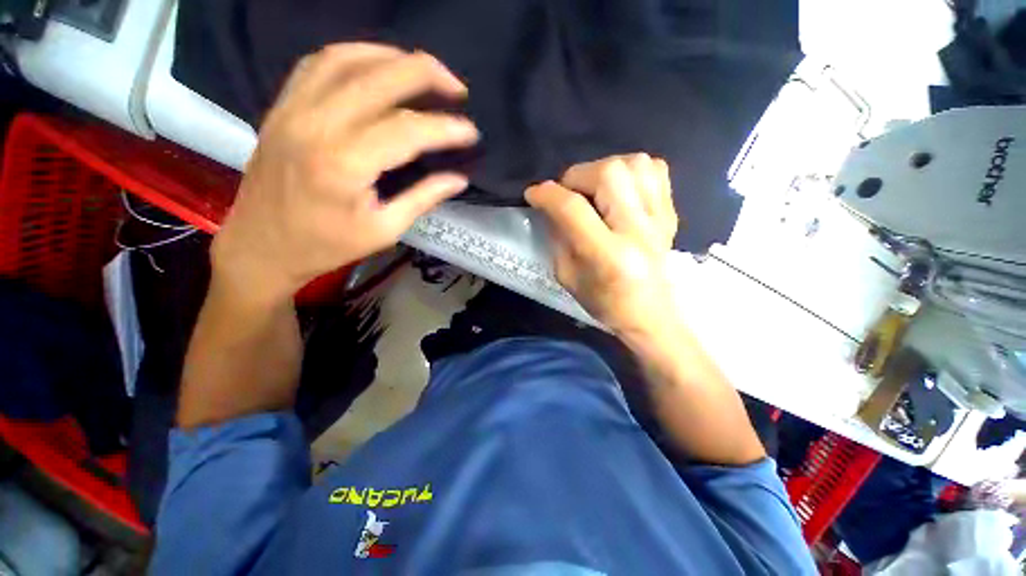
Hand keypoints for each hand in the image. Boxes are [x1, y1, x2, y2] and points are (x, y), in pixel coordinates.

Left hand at [212, 43, 479, 304]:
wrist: (261, 245)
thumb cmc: (326, 246)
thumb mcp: (384, 230)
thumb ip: (423, 199)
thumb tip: (458, 179)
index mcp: (345, 164)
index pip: (407, 130)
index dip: (445, 128)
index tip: (472, 133)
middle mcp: (317, 124)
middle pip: (379, 77)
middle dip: (427, 74)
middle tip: (457, 87)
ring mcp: (294, 109)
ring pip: (348, 58)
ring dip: (392, 56)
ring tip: (424, 71)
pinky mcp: (282, 106)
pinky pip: (319, 63)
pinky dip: (355, 55)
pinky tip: (378, 66)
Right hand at [526, 155, 678, 338]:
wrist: (651, 314)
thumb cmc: (604, 303)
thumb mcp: (568, 277)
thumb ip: (558, 237)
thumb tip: (551, 206)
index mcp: (608, 255)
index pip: (573, 209)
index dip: (547, 195)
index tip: (533, 194)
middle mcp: (637, 230)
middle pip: (608, 174)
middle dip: (577, 176)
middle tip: (568, 193)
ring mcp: (659, 219)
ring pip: (634, 164)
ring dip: (604, 169)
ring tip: (594, 189)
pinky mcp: (670, 214)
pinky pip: (655, 170)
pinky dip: (632, 170)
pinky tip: (620, 189)